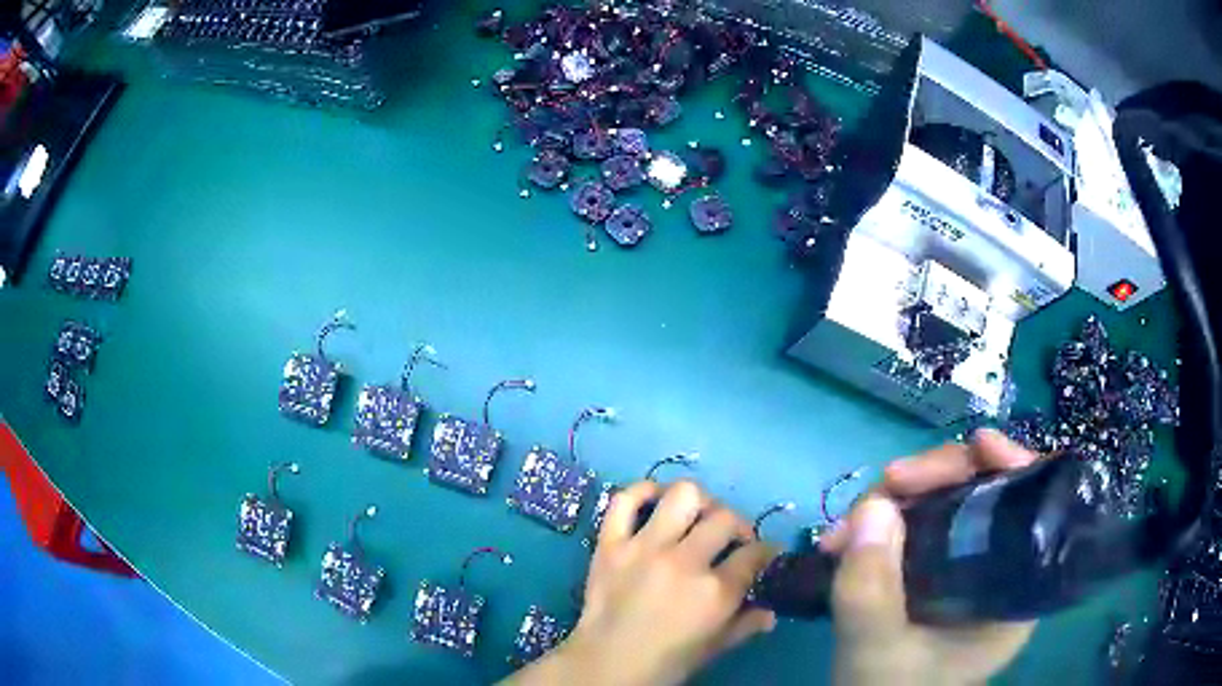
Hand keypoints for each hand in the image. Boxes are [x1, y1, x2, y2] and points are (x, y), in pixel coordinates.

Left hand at [505, 480, 776, 685]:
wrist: (606, 664)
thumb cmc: (666, 662)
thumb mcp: (714, 648)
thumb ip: (745, 625)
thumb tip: (771, 614)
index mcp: (715, 591)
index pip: (754, 553)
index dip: (766, 550)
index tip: (765, 552)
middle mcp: (684, 561)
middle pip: (725, 519)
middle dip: (738, 526)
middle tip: (732, 539)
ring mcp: (645, 548)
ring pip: (684, 495)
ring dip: (699, 502)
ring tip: (698, 517)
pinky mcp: (611, 543)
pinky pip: (625, 500)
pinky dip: (642, 492)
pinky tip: (655, 500)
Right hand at [821, 429, 1039, 685]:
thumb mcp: (878, 653)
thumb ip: (873, 592)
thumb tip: (874, 505)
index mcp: (1013, 590)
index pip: (1031, 509)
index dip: (1009, 466)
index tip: (976, 446)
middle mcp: (996, 570)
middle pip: (983, 493)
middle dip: (934, 479)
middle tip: (886, 484)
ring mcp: (961, 568)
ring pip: (944, 504)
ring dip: (896, 501)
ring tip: (844, 530)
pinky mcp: (931, 572)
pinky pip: (917, 525)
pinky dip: (883, 521)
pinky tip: (849, 537)